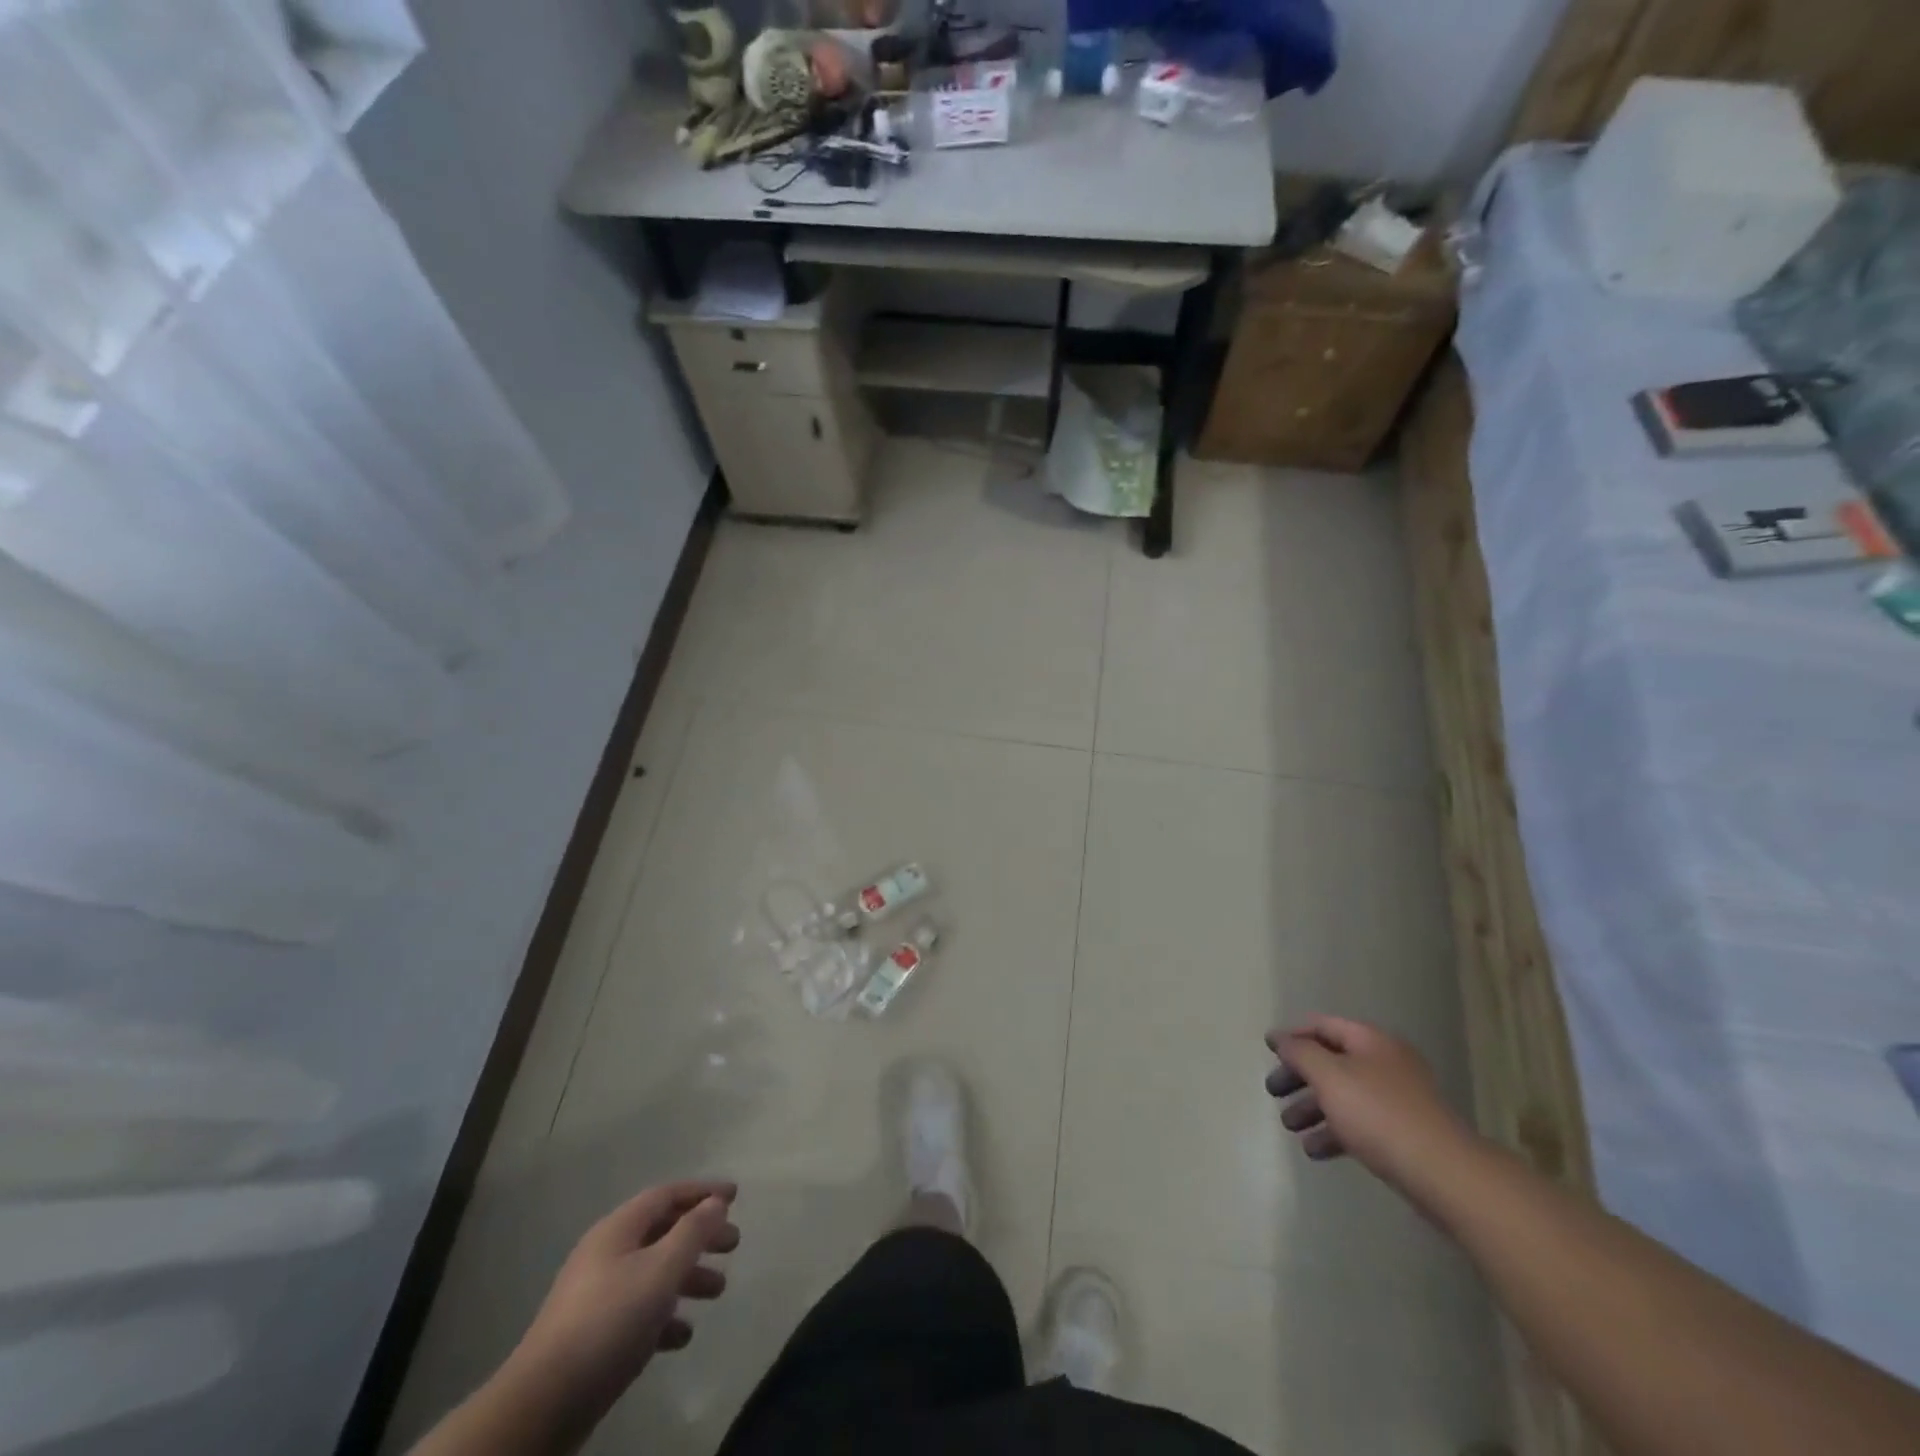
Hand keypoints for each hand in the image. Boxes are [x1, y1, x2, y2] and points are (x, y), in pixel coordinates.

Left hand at [512, 1180, 739, 1409]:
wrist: (543, 1403)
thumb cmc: (610, 1321)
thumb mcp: (661, 1270)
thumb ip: (693, 1232)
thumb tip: (716, 1202)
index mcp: (618, 1229)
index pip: (667, 1194)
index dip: (702, 1191)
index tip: (735, 1196)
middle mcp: (606, 1253)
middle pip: (662, 1231)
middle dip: (700, 1235)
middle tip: (733, 1244)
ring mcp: (596, 1295)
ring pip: (652, 1272)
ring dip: (687, 1277)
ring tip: (717, 1291)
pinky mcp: (592, 1335)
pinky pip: (637, 1311)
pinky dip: (664, 1315)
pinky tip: (682, 1334)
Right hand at [1264, 1016, 1473, 1194]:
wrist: (1443, 1173)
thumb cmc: (1378, 1113)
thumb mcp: (1328, 1076)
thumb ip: (1299, 1052)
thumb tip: (1281, 1038)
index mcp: (1370, 1041)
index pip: (1322, 1025)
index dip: (1292, 1034)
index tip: (1268, 1049)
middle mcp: (1385, 1063)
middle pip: (1331, 1060)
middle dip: (1298, 1076)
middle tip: (1273, 1091)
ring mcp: (1397, 1099)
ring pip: (1343, 1095)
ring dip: (1312, 1107)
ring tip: (1289, 1126)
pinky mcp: (1403, 1133)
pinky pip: (1359, 1124)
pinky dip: (1334, 1132)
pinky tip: (1315, 1150)